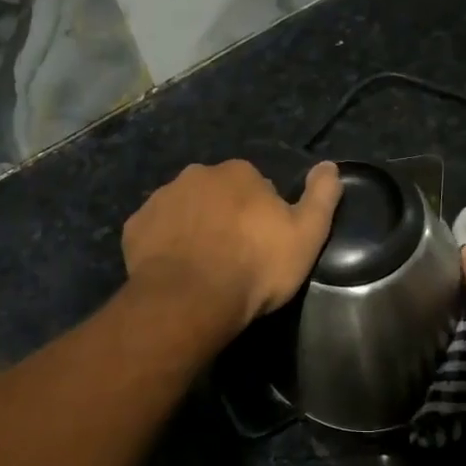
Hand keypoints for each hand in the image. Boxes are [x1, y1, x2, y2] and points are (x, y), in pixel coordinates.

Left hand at [123, 159, 341, 329]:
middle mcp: (196, 175)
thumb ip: (321, 196)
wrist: (192, 299)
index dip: (262, 214)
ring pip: (184, 209)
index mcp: (239, 172)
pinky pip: (155, 231)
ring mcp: (161, 199)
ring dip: (194, 228)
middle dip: (225, 216)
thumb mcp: (306, 234)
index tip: (264, 243)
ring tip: (204, 266)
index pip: (257, 185)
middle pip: (217, 193)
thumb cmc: (256, 266)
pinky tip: (175, 270)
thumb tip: (330, 165)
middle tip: (234, 255)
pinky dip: (164, 244)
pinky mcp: (135, 228)